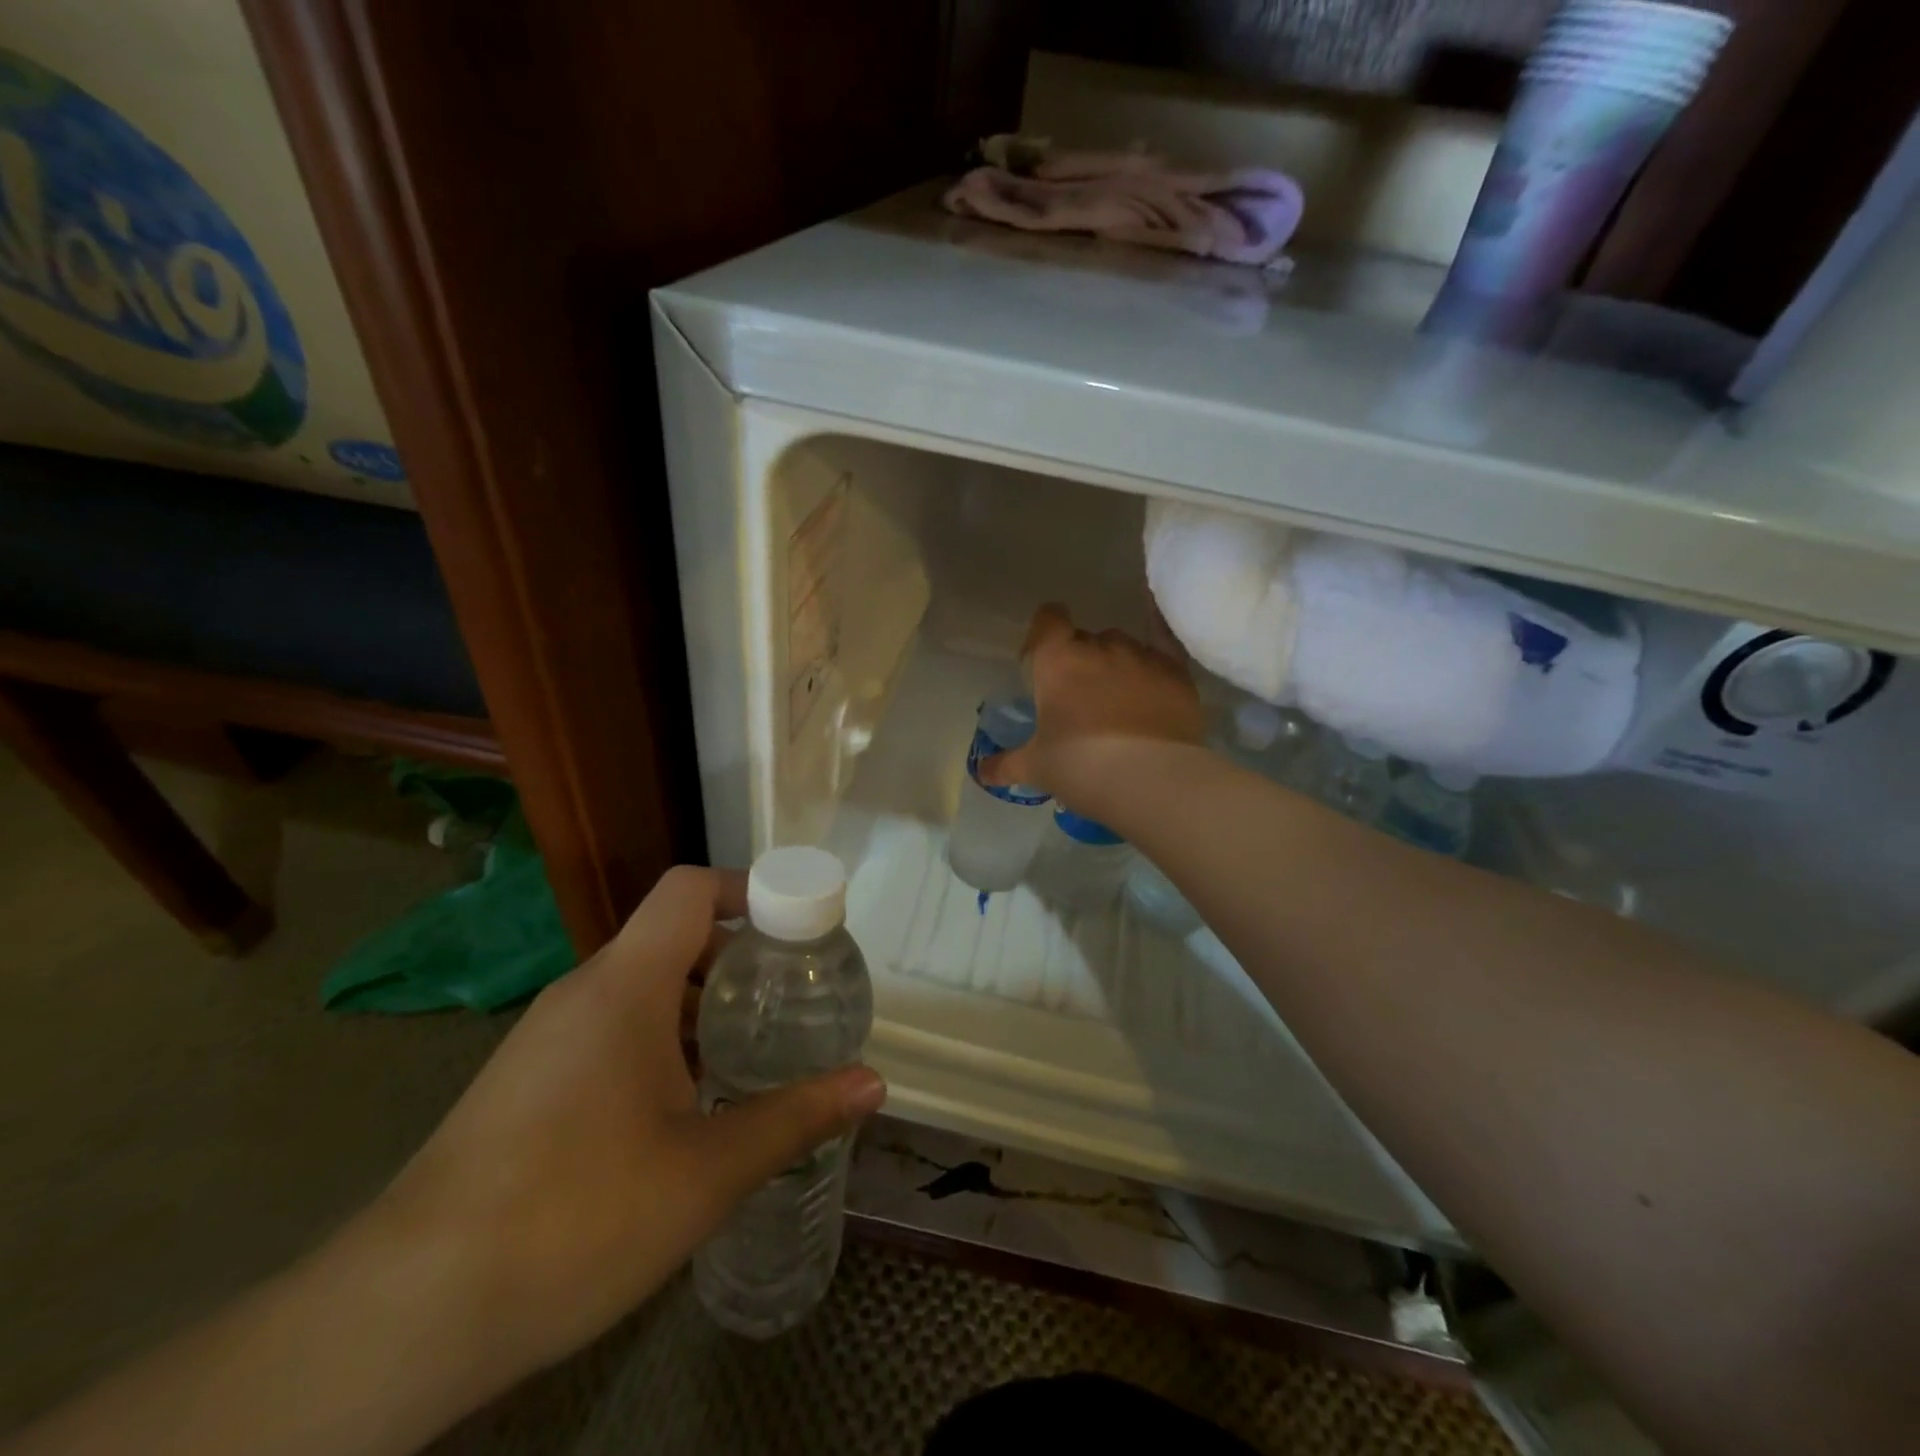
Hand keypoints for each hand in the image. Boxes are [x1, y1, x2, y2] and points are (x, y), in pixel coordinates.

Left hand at [362, 866, 885, 1378]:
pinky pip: (611, 1030)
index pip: (690, 890)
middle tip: (793, 999)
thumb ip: (794, 1118)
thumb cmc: (573, 1217)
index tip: (800, 927)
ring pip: (642, 989)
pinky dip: (663, 1041)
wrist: (404, 1314)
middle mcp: (583, 993)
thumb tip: (873, 1084)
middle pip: (673, 937)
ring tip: (753, 1054)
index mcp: (625, 985)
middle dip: (739, 960)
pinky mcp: (529, 1081)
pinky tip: (688, 1107)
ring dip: (701, 1007)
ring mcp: (549, 1037)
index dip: (750, 890)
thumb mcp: (706, 1171)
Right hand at [981, 603, 1203, 811]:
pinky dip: (1161, 635)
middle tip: (1080, 699)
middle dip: (1081, 660)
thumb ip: (1006, 764)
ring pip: (1123, 646)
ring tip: (1120, 700)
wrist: (1149, 778)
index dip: (1043, 634)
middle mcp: (1099, 647)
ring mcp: (1141, 656)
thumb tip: (981, 771)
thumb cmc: (1079, 766)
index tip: (1041, 657)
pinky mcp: (1176, 672)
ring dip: (1116, 664)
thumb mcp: (1036, 767)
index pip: (1048, 621)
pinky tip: (1159, 636)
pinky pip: (1167, 640)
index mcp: (1058, 661)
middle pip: (1086, 639)